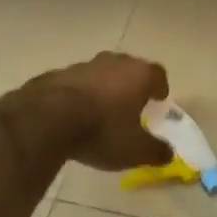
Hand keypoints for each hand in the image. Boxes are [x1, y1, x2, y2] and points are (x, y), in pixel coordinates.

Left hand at [23, 52, 173, 170]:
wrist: (48, 119)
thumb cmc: (102, 131)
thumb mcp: (135, 150)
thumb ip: (155, 151)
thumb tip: (168, 153)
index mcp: (138, 75)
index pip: (157, 74)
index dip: (159, 87)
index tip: (159, 99)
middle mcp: (113, 63)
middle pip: (129, 68)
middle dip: (132, 84)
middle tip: (132, 103)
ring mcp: (84, 65)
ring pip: (101, 73)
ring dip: (104, 88)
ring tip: (102, 110)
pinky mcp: (58, 74)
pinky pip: (76, 83)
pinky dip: (80, 94)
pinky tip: (74, 113)